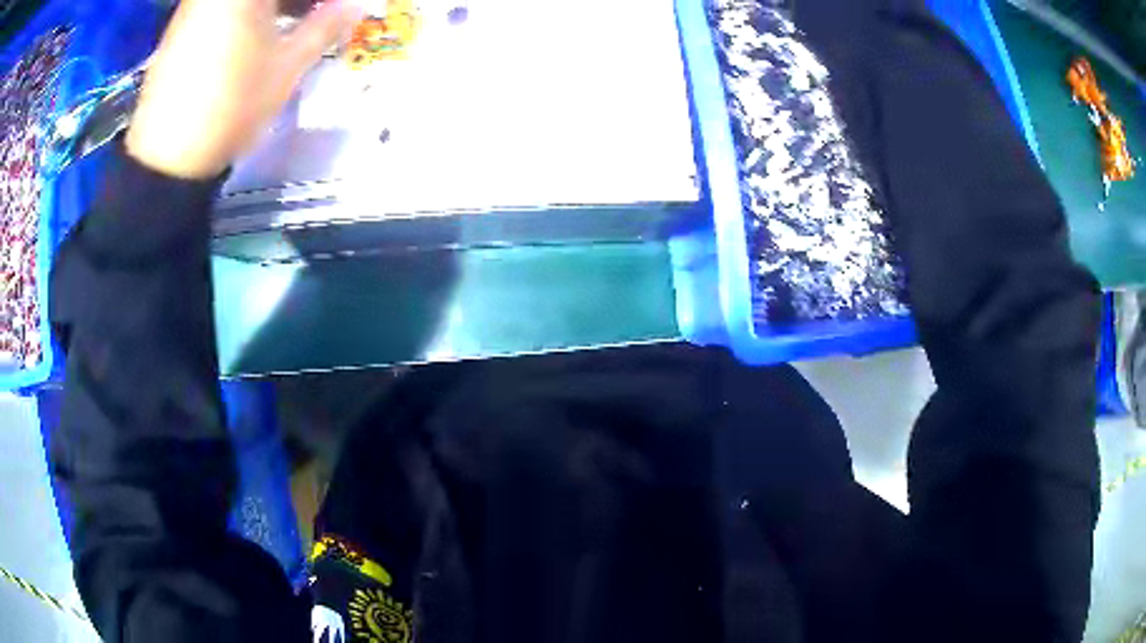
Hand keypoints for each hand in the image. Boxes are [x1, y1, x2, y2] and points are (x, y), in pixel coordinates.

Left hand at [125, 0, 363, 179]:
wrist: (166, 159)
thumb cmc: (231, 105)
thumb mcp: (287, 67)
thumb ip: (324, 27)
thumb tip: (355, 6)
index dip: (318, 0)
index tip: (333, 10)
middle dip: (297, 2)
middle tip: (318, 15)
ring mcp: (195, 7)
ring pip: (242, 0)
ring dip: (272, 7)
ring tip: (290, 24)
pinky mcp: (180, 27)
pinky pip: (221, 8)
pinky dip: (245, 14)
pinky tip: (256, 35)